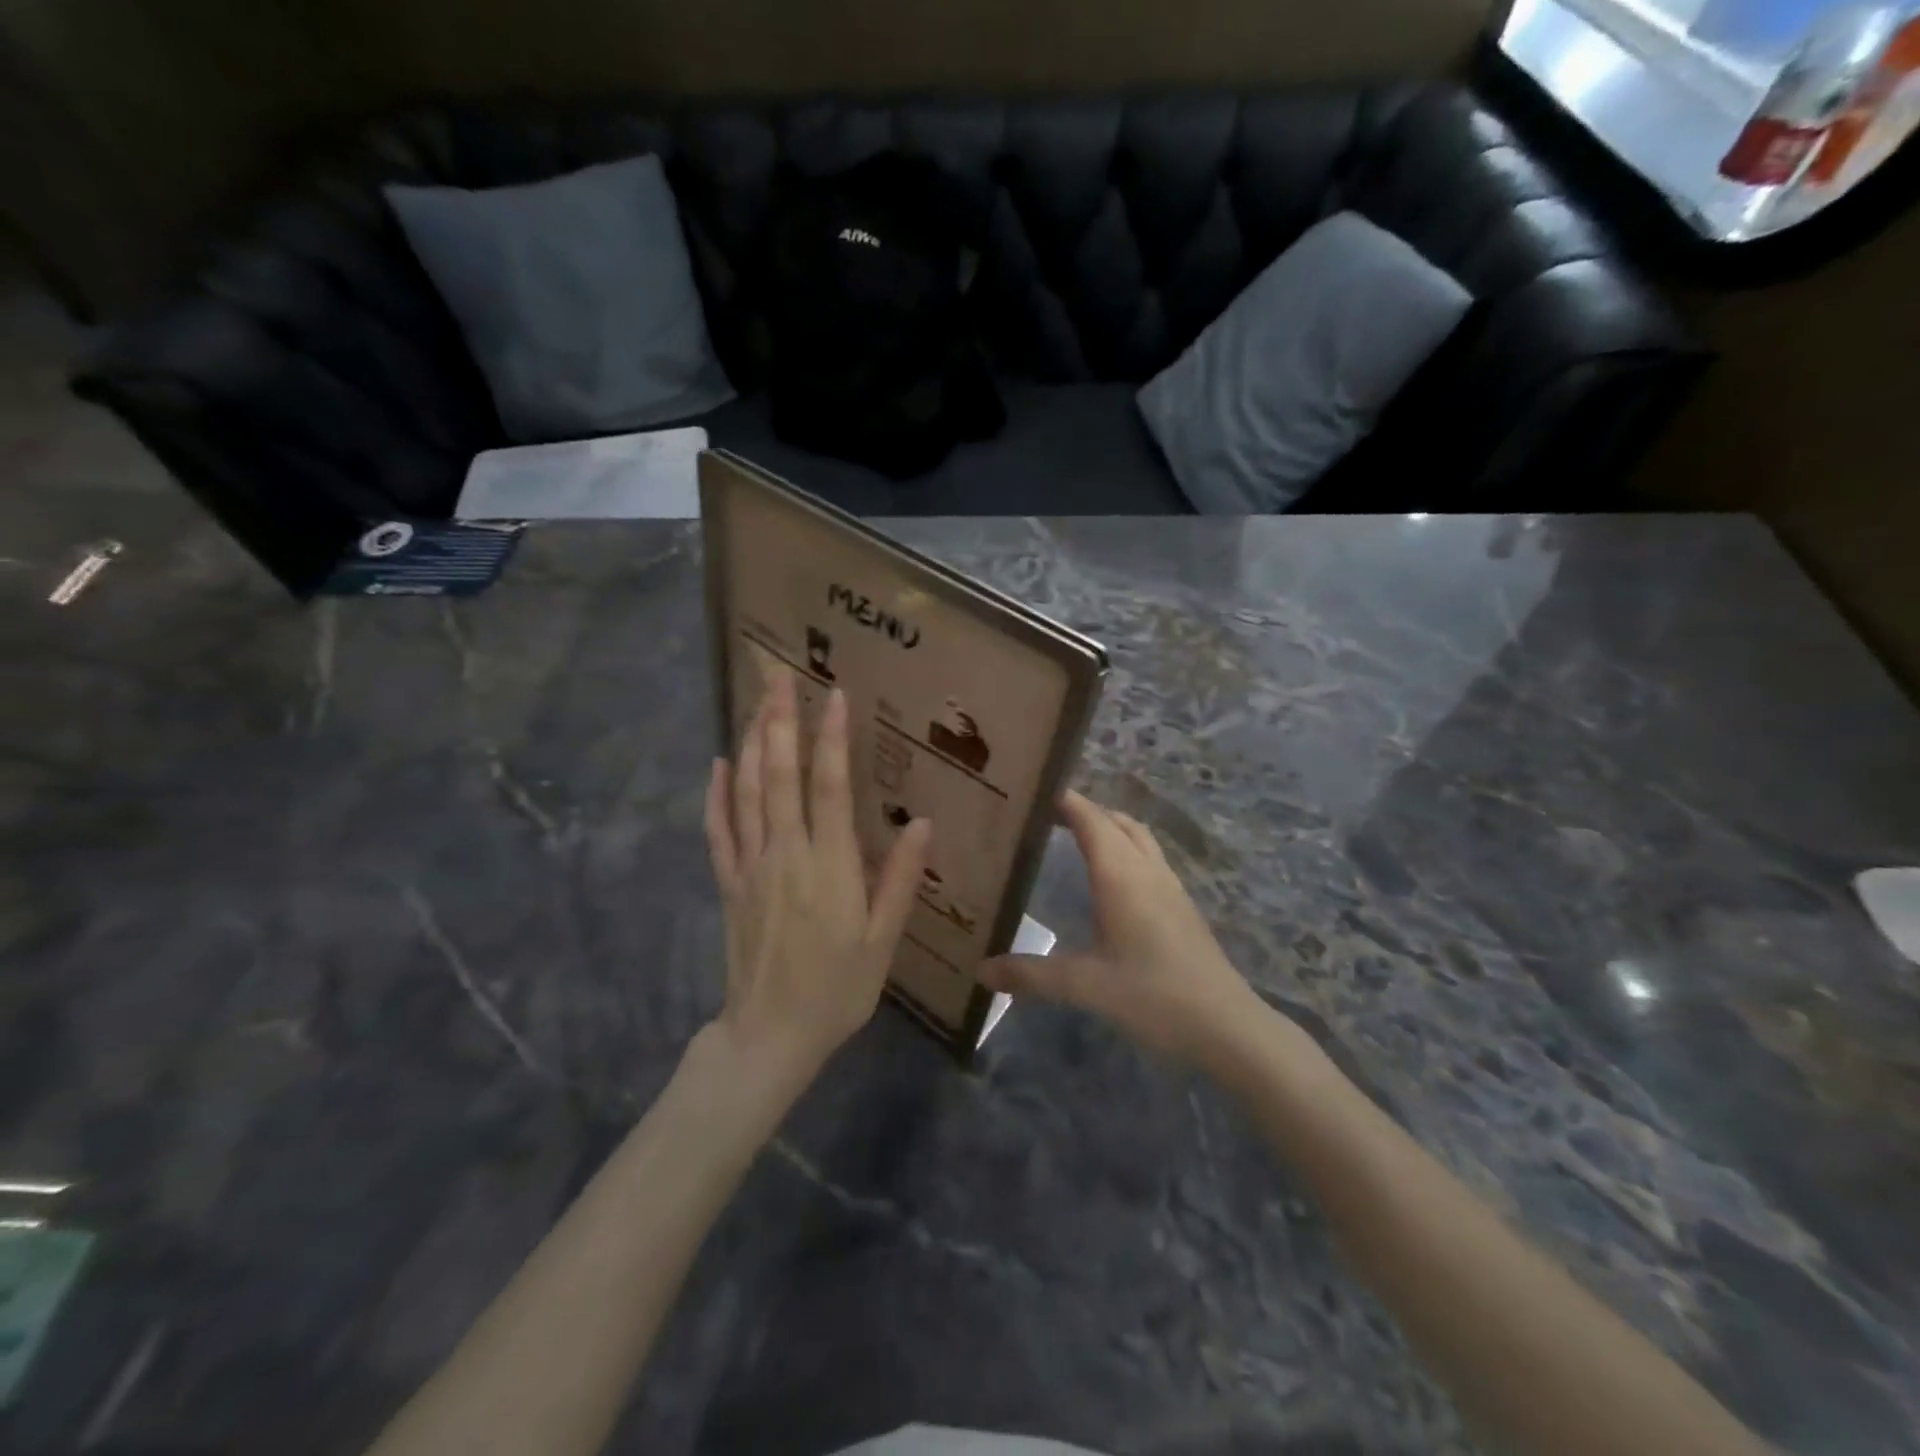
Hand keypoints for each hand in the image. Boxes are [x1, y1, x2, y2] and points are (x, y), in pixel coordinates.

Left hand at [704, 671, 931, 1081]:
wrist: (770, 1035)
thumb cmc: (837, 989)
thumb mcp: (883, 940)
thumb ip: (900, 880)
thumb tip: (924, 824)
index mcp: (829, 866)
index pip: (830, 787)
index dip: (832, 739)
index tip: (834, 695)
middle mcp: (786, 854)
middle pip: (779, 775)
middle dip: (780, 720)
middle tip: (779, 675)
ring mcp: (750, 866)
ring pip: (747, 792)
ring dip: (750, 742)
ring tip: (756, 702)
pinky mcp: (729, 883)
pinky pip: (718, 830)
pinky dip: (717, 794)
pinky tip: (719, 764)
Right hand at [978, 790, 1258, 1064]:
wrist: (1227, 1025)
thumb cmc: (1154, 996)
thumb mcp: (1085, 986)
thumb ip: (1031, 975)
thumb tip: (980, 970)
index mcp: (1121, 875)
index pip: (1090, 818)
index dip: (1064, 800)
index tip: (1032, 790)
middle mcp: (1147, 869)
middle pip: (1115, 821)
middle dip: (1083, 809)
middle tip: (1044, 815)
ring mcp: (1170, 886)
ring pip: (1137, 837)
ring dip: (1108, 826)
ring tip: (1074, 836)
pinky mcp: (1181, 905)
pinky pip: (1149, 857)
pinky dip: (1125, 848)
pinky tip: (1111, 879)